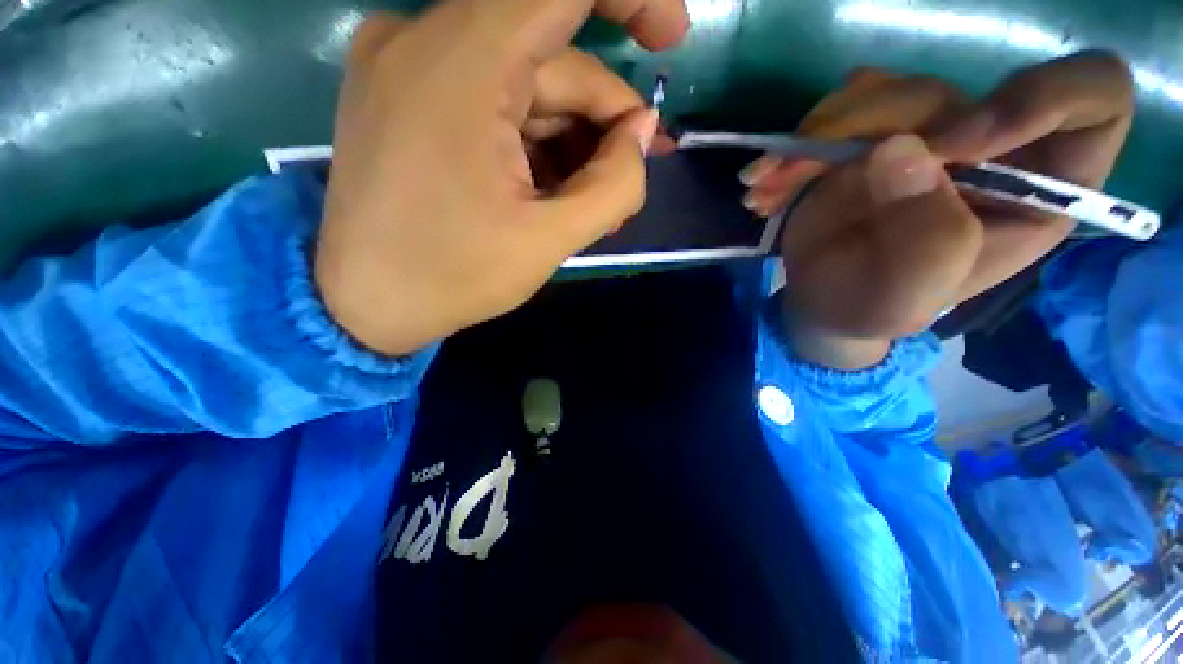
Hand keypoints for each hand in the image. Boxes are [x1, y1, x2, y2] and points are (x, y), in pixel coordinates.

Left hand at [315, 0, 688, 355]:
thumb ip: (613, 186)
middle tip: (629, 180)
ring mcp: (407, 66)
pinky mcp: (405, 98)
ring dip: (569, 140)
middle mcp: (425, 41)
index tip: (670, 38)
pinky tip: (550, 191)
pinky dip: (532, 141)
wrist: (363, 304)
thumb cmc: (454, 277)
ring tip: (592, 203)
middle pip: (550, 61)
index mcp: (462, 65)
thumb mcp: (549, 240)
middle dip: (600, 122)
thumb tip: (641, 136)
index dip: (630, 0)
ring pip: (524, 86)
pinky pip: (492, 102)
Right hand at [742, 52, 1132, 368]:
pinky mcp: (872, 139)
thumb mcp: (911, 296)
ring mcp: (926, 137)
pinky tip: (764, 187)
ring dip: (813, 138)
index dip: (1042, 97)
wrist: (824, 302)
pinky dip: (791, 148)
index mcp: (1037, 189)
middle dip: (875, 124)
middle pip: (958, 89)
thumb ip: (930, 238)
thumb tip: (901, 150)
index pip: (1094, 98)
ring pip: (887, 92)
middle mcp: (991, 149)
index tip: (957, 144)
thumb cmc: (875, 309)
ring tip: (765, 189)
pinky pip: (837, 113)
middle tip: (811, 165)